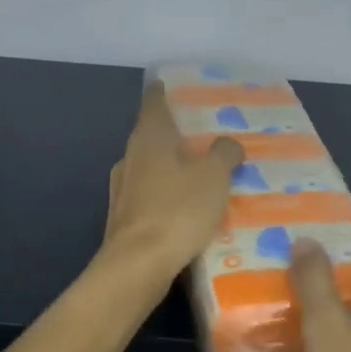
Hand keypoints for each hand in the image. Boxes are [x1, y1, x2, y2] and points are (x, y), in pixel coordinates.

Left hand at [100, 82, 242, 291]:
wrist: (138, 266)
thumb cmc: (178, 210)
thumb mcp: (214, 177)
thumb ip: (224, 154)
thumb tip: (228, 142)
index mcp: (149, 137)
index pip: (154, 102)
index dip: (164, 92)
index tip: (172, 85)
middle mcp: (130, 157)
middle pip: (152, 136)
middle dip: (175, 135)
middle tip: (204, 135)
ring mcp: (122, 190)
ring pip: (151, 168)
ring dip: (172, 168)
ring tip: (201, 173)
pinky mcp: (124, 219)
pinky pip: (150, 197)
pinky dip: (167, 196)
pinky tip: (187, 209)